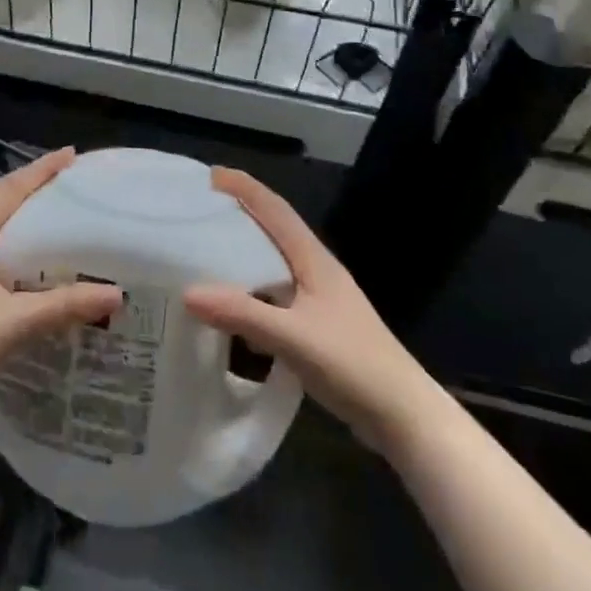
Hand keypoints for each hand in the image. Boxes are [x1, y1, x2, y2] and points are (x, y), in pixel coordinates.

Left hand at [0, 148, 122, 417]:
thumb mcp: (15, 322)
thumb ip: (64, 306)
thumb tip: (115, 293)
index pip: (9, 189)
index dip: (40, 170)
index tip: (70, 154)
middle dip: (23, 183)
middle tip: (57, 180)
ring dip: (8, 206)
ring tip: (38, 208)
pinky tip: (12, 253)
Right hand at [184, 168, 439, 455]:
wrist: (403, 416)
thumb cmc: (353, 364)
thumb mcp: (294, 337)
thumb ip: (242, 314)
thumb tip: (187, 291)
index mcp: (314, 259)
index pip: (275, 209)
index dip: (245, 187)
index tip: (209, 175)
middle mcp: (316, 270)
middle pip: (274, 229)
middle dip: (239, 213)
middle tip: (198, 210)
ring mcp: (319, 299)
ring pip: (274, 262)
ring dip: (244, 252)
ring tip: (205, 251)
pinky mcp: (317, 326)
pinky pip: (275, 294)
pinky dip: (251, 289)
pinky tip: (232, 305)